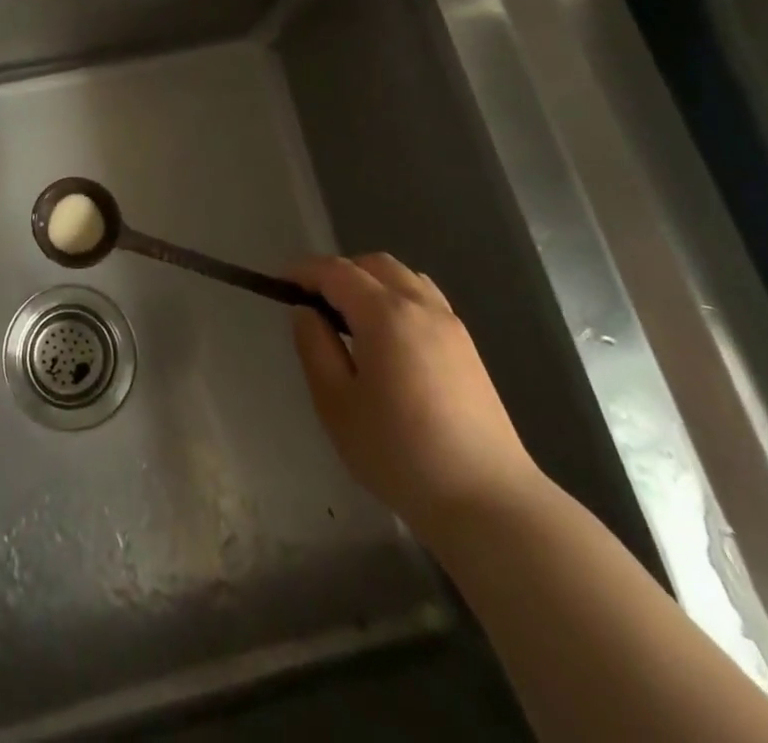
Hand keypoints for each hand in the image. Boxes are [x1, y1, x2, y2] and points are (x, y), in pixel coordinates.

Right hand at [292, 254, 542, 542]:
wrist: (488, 502)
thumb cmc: (399, 453)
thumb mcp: (336, 404)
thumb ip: (315, 348)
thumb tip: (307, 313)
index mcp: (385, 314)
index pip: (336, 271)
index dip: (304, 270)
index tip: (279, 282)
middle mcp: (421, 306)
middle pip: (374, 264)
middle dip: (339, 272)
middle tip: (314, 302)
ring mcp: (451, 326)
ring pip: (404, 278)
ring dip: (371, 282)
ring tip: (350, 318)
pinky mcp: (468, 349)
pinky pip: (425, 299)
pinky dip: (397, 298)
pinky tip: (388, 337)